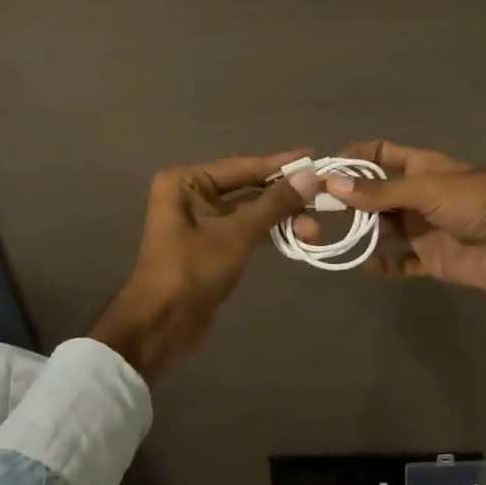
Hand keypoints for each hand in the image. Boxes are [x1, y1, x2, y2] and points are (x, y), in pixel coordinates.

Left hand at [90, 150, 317, 379]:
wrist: (161, 326)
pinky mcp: (210, 246)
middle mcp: (191, 194)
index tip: (315, 157)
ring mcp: (200, 221)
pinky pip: (245, 230)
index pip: (243, 166)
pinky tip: (296, 238)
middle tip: (324, 199)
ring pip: (250, 211)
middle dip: (285, 196)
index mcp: (186, 182)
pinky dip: (269, 233)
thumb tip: (311, 177)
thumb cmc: (193, 270)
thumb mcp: (237, 234)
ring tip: (315, 229)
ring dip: (281, 218)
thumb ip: (274, 204)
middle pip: (248, 188)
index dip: (281, 164)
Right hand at [301, 141, 485, 326]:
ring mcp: (424, 229)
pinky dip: (382, 264)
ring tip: (328, 236)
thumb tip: (330, 185)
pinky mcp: (432, 260)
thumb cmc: (480, 202)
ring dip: (360, 231)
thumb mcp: (428, 189)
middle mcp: (418, 196)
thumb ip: (380, 192)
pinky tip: (362, 264)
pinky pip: (400, 263)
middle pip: (375, 194)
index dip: (353, 159)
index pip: (380, 155)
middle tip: (313, 209)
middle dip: (348, 199)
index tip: (322, 170)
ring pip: (383, 228)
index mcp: (421, 167)